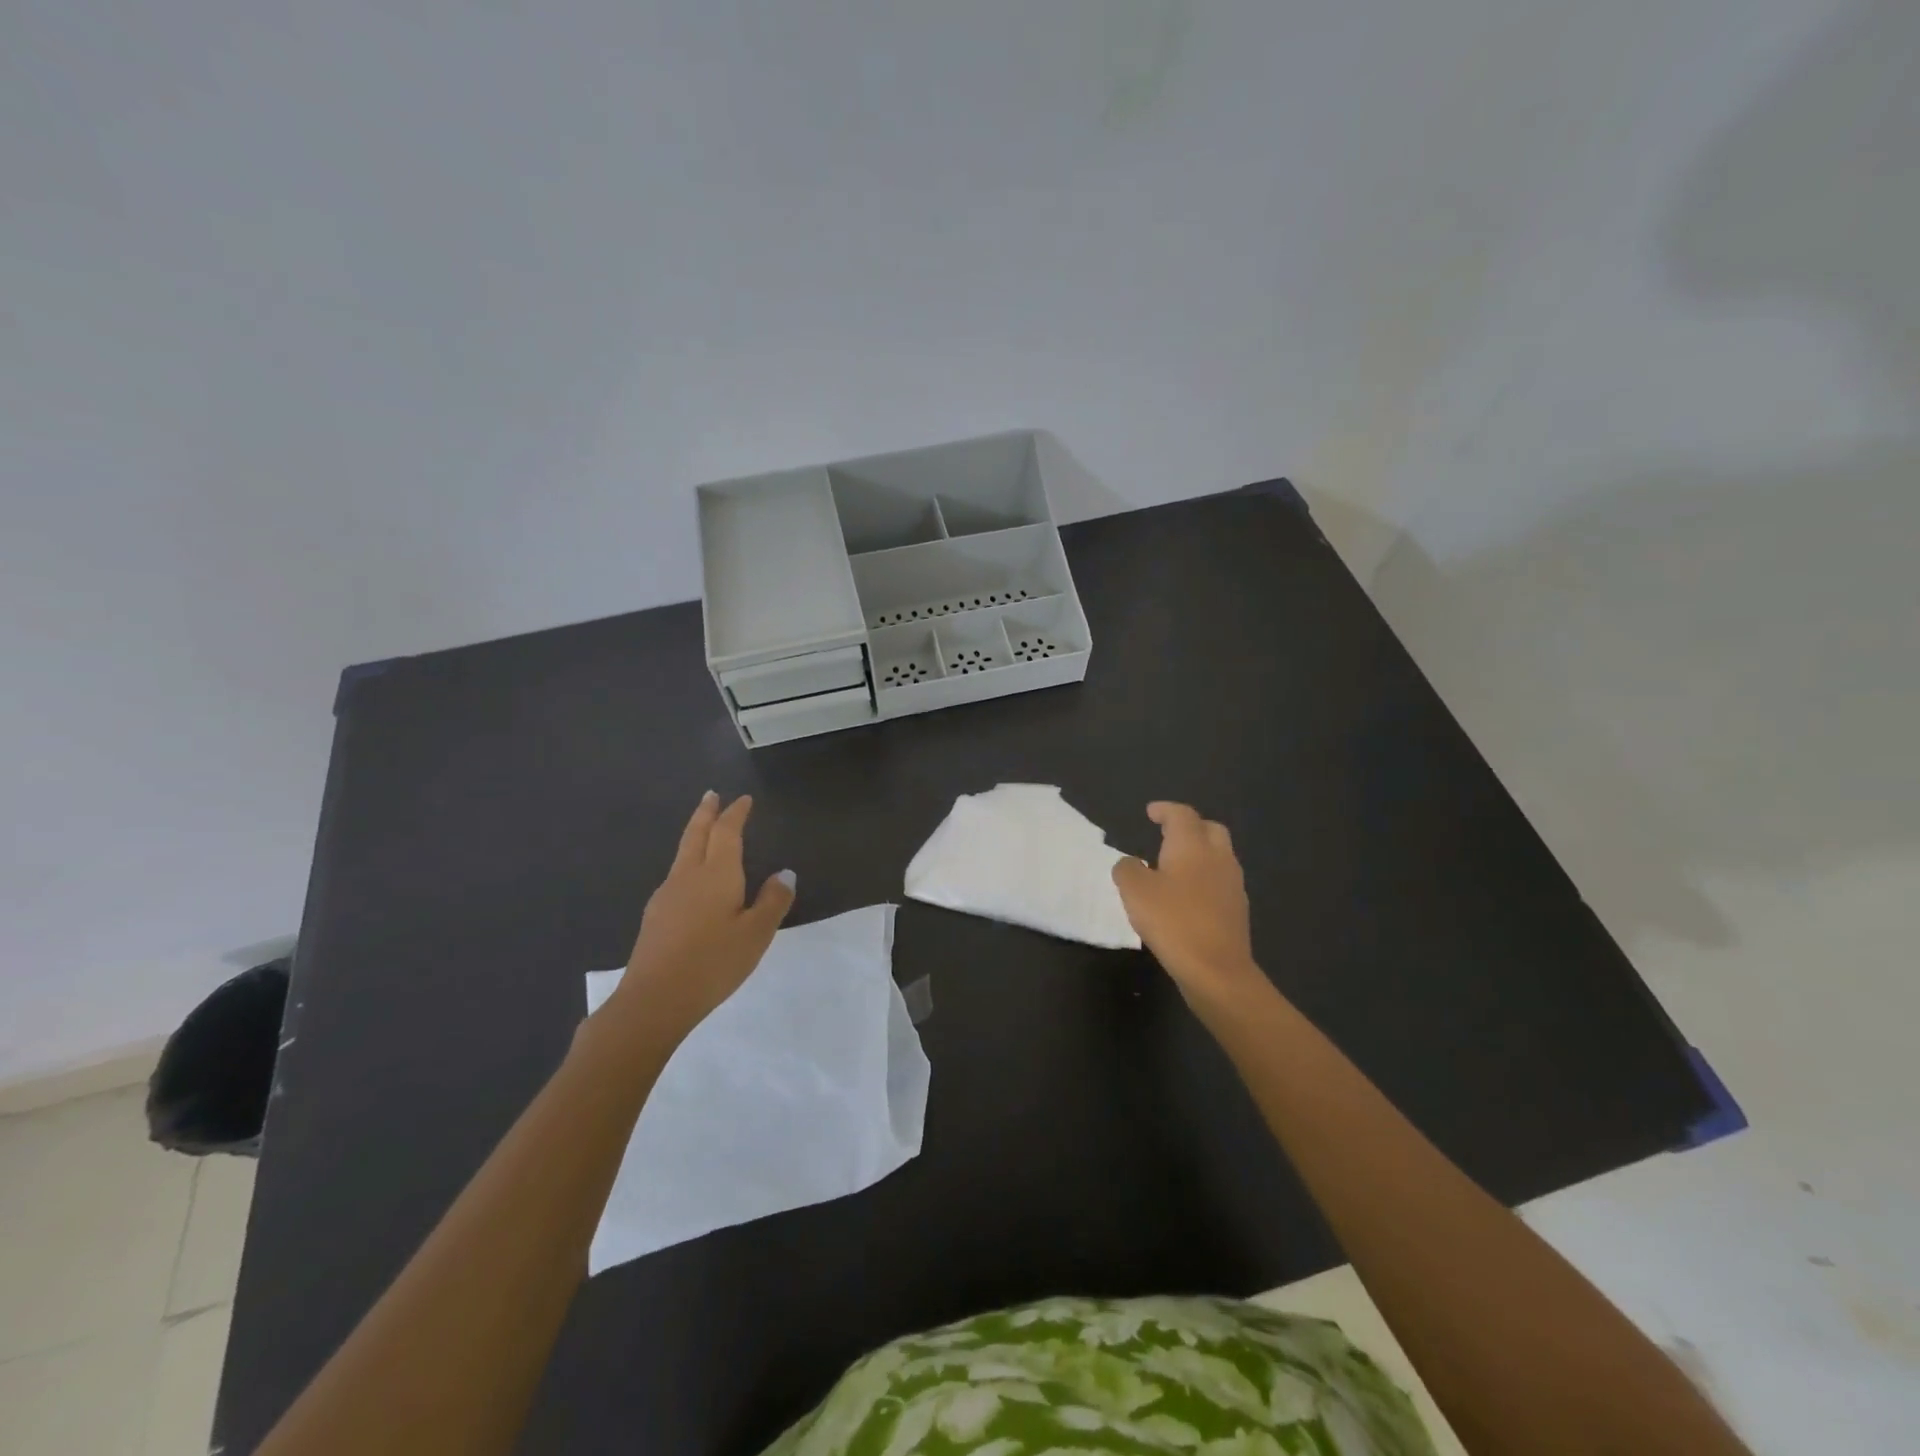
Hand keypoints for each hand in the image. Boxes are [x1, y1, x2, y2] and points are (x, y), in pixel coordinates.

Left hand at [609, 793, 795, 1041]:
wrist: (654, 999)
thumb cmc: (713, 963)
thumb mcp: (756, 934)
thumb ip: (772, 901)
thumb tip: (784, 873)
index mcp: (717, 874)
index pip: (726, 832)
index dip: (735, 813)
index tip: (743, 799)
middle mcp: (688, 876)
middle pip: (696, 834)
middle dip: (706, 813)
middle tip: (711, 795)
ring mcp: (667, 895)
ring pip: (683, 854)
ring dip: (695, 835)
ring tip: (704, 831)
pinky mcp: (655, 916)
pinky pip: (676, 875)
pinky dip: (688, 862)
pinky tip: (692, 880)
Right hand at [1112, 802, 1265, 1009]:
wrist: (1217, 970)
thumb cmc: (1173, 921)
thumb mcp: (1135, 891)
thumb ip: (1127, 869)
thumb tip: (1130, 863)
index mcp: (1192, 846)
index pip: (1182, 815)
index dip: (1165, 810)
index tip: (1151, 812)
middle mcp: (1218, 858)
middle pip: (1210, 829)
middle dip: (1190, 826)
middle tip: (1167, 834)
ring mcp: (1233, 884)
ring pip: (1218, 855)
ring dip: (1198, 853)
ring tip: (1173, 866)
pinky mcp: (1237, 910)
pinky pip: (1220, 881)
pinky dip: (1204, 878)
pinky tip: (1187, 896)